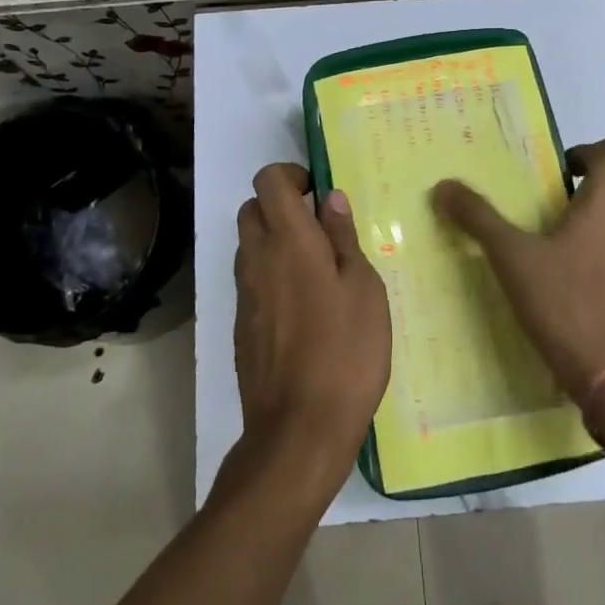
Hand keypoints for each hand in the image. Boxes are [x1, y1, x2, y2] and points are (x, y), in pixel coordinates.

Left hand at [231, 162, 390, 491]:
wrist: (298, 429)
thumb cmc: (345, 352)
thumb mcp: (364, 289)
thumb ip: (343, 238)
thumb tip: (330, 199)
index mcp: (289, 240)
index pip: (268, 180)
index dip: (290, 174)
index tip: (318, 192)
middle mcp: (257, 258)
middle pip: (252, 209)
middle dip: (280, 205)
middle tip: (319, 229)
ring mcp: (244, 293)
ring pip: (249, 245)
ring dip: (275, 241)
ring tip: (317, 270)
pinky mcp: (241, 325)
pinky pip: (251, 280)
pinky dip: (271, 275)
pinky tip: (304, 308)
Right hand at [432, 138, 604, 396]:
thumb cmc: (570, 307)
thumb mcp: (513, 261)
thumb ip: (479, 219)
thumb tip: (444, 186)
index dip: (590, 152)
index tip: (562, 173)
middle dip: (581, 207)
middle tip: (544, 231)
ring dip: (598, 244)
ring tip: (561, 274)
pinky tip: (585, 309)